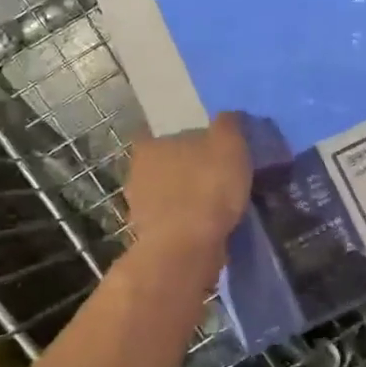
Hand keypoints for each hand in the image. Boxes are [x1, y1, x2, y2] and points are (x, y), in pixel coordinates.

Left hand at [123, 112, 251, 270]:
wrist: (187, 250)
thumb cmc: (206, 187)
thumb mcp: (228, 144)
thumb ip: (228, 124)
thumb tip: (228, 116)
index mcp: (149, 146)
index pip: (161, 134)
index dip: (185, 140)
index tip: (207, 148)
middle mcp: (137, 174)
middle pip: (165, 165)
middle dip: (186, 170)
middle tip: (217, 176)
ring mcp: (140, 209)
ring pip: (168, 196)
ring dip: (187, 199)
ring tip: (219, 205)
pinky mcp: (150, 239)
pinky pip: (174, 223)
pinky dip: (189, 223)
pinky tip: (210, 227)